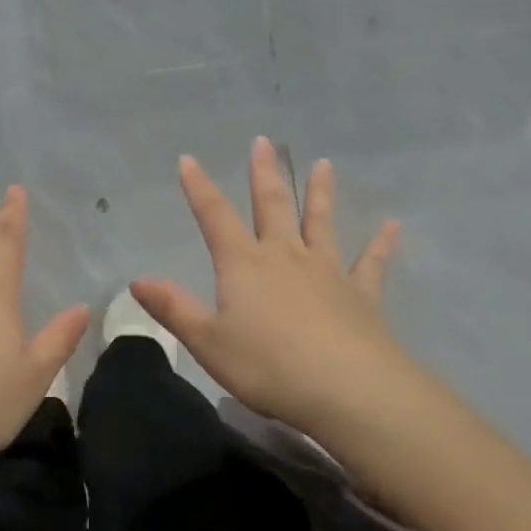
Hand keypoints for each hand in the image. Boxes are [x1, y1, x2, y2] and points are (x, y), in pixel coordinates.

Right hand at [131, 138, 403, 431]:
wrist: (346, 388)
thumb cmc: (267, 365)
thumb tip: (137, 280)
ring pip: (320, 223)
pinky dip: (380, 244)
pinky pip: (370, 262)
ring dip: (319, 193)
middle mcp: (285, 256)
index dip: (199, 188)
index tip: (188, 159)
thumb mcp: (207, 341)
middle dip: (264, 174)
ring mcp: (326, 271)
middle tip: (263, 142)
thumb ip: (174, 308)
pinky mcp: (360, 294)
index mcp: (244, 264)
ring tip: (323, 165)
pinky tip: (392, 226)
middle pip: (272, 206)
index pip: (215, 217)